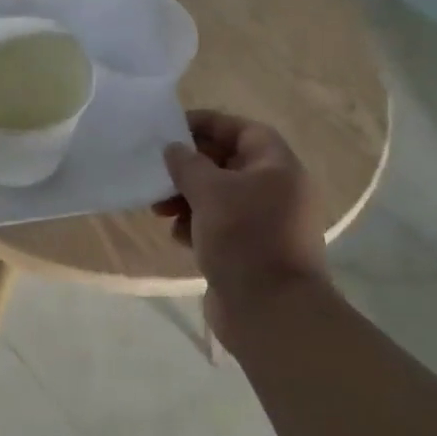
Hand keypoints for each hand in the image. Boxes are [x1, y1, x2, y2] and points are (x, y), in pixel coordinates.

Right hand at [153, 110, 328, 345]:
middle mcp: (276, 190)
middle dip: (190, 167)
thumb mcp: (210, 192)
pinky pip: (219, 226)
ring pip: (219, 197)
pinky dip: (196, 225)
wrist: (270, 311)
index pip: (242, 130)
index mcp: (277, 167)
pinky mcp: (251, 250)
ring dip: (187, 199)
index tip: (172, 128)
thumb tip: (174, 149)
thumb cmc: (244, 238)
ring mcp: (265, 223)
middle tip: (159, 173)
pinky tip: (178, 237)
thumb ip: (187, 164)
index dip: (208, 124)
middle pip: (227, 164)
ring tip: (160, 210)